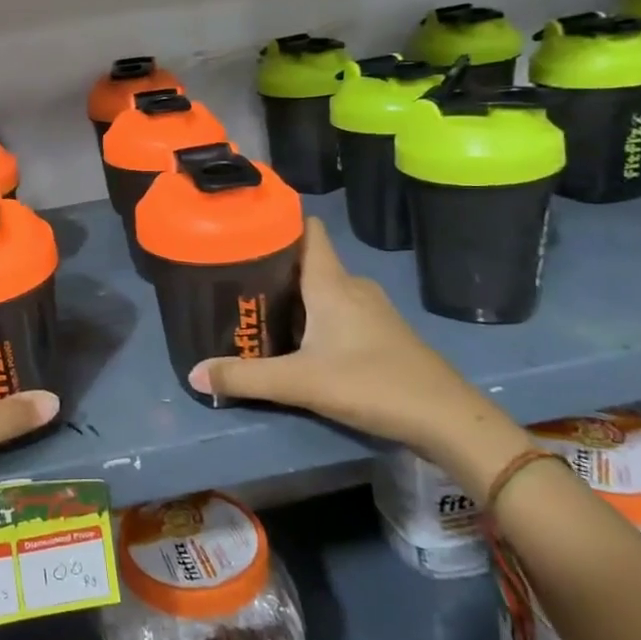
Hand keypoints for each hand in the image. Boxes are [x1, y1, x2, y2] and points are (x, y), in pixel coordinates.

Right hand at [188, 218, 532, 488]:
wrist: (446, 418)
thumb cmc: (371, 383)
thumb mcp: (300, 383)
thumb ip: (245, 378)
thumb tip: (195, 373)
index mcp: (332, 283)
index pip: (308, 232)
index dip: (279, 222)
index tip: (245, 225)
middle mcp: (352, 287)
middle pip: (308, 263)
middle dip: (274, 267)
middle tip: (235, 278)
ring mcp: (372, 310)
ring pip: (324, 290)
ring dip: (294, 296)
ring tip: (258, 308)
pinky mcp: (382, 333)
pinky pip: (339, 310)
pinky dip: (315, 316)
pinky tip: (298, 340)